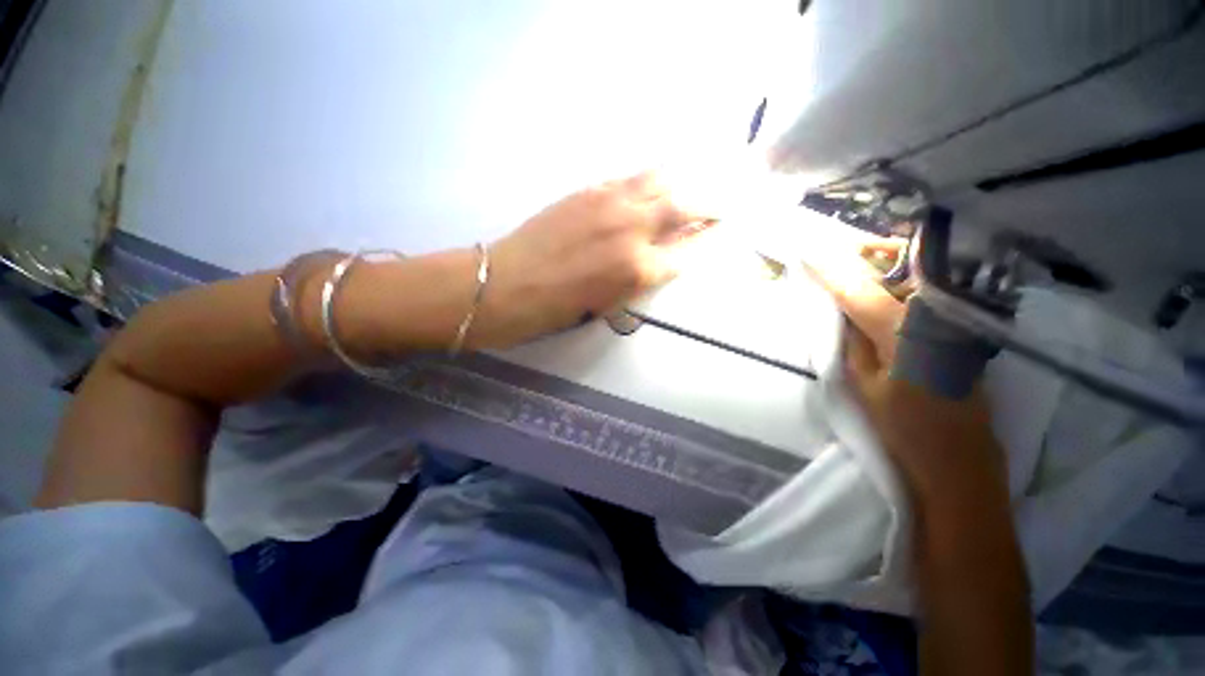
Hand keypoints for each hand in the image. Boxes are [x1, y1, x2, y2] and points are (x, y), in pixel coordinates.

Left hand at [477, 172, 708, 347]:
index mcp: (639, 268)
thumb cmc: (560, 308)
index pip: (688, 249)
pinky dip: (648, 180)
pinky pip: (629, 178)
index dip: (707, 240)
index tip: (721, 231)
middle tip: (721, 202)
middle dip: (709, 203)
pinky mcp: (588, 190)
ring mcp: (610, 202)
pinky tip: (653, 183)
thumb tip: (664, 257)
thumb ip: (643, 277)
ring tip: (692, 183)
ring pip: (659, 180)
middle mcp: (632, 228)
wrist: (510, 284)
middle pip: (684, 205)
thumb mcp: (610, 303)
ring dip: (682, 181)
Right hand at [803, 238, 1006, 501]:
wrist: (958, 461)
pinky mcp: (961, 331)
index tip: (808, 249)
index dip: (832, 267)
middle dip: (867, 251)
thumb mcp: (861, 385)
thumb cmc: (903, 428)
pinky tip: (884, 287)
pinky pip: (926, 294)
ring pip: (916, 276)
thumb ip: (851, 341)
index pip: (858, 288)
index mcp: (901, 332)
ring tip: (857, 260)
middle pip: (900, 267)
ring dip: (886, 264)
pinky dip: (902, 283)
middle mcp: (933, 316)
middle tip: (837, 247)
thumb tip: (842, 309)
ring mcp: (953, 321)